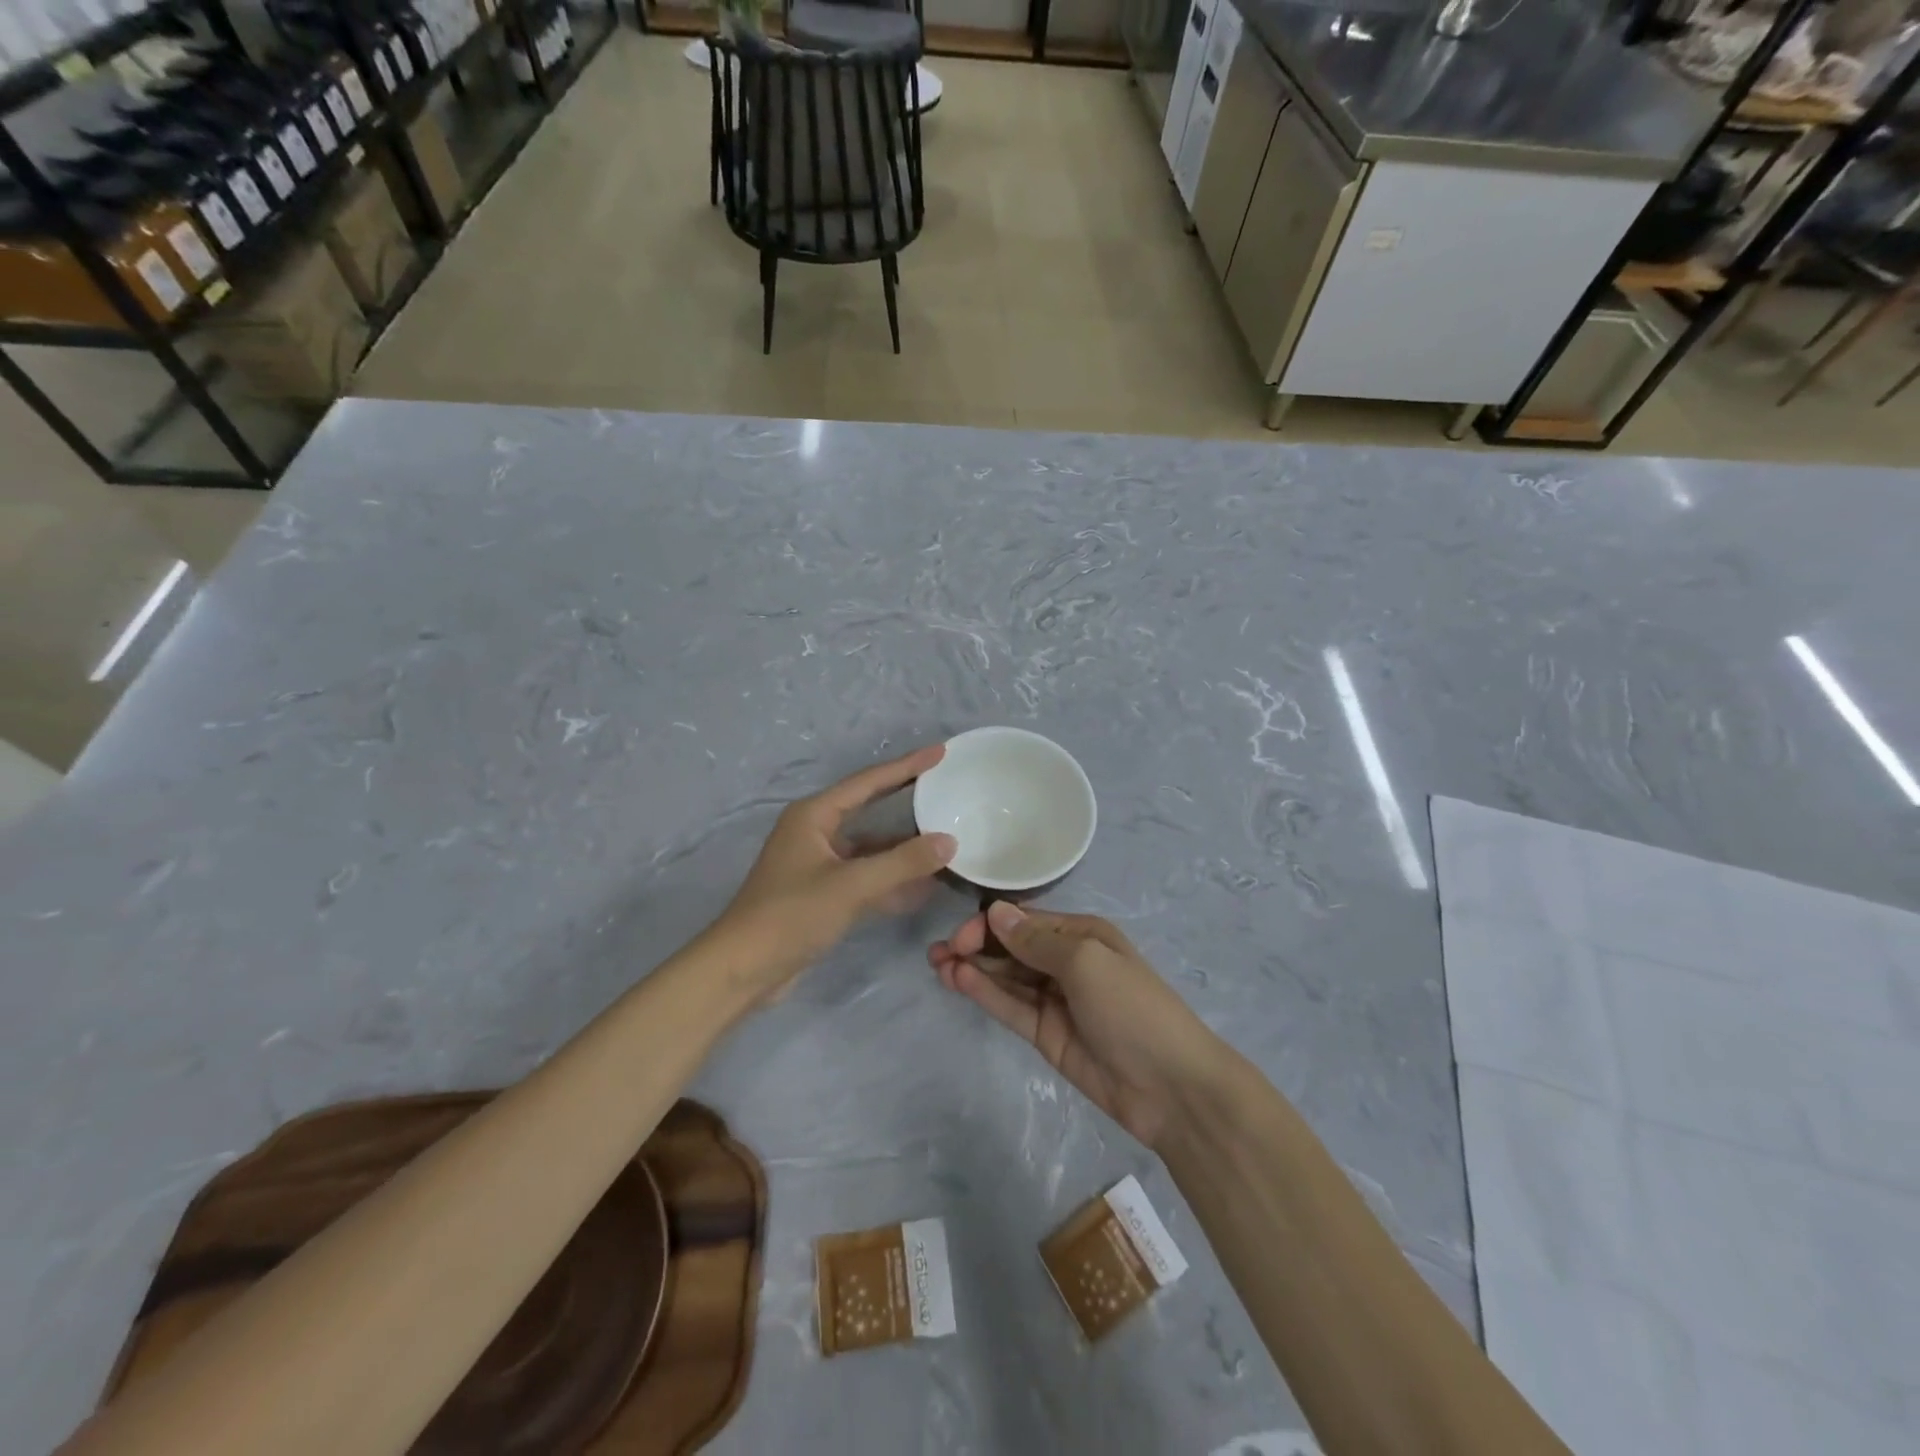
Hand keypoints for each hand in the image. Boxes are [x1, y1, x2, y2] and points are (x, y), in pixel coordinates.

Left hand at [722, 745, 956, 998]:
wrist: (743, 970)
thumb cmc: (791, 915)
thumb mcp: (851, 886)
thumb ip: (902, 863)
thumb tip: (949, 841)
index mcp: (814, 815)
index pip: (869, 782)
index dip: (906, 766)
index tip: (939, 752)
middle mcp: (815, 832)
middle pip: (870, 808)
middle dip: (906, 800)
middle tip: (944, 787)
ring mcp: (818, 864)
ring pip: (870, 847)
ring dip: (903, 848)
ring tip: (945, 840)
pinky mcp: (822, 893)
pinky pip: (865, 876)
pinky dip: (891, 879)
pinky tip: (923, 886)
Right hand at [928, 902, 1222, 1148]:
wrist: (1170, 1087)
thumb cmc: (1132, 1008)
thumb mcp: (1087, 962)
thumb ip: (1036, 940)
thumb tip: (996, 912)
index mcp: (1082, 935)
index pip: (1025, 921)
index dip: (990, 925)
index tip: (960, 936)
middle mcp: (1066, 962)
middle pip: (1011, 948)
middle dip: (975, 945)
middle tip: (938, 953)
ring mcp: (1055, 1000)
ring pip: (1006, 977)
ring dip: (973, 969)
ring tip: (937, 965)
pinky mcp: (1046, 1034)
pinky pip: (1011, 1007)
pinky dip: (985, 994)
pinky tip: (959, 982)